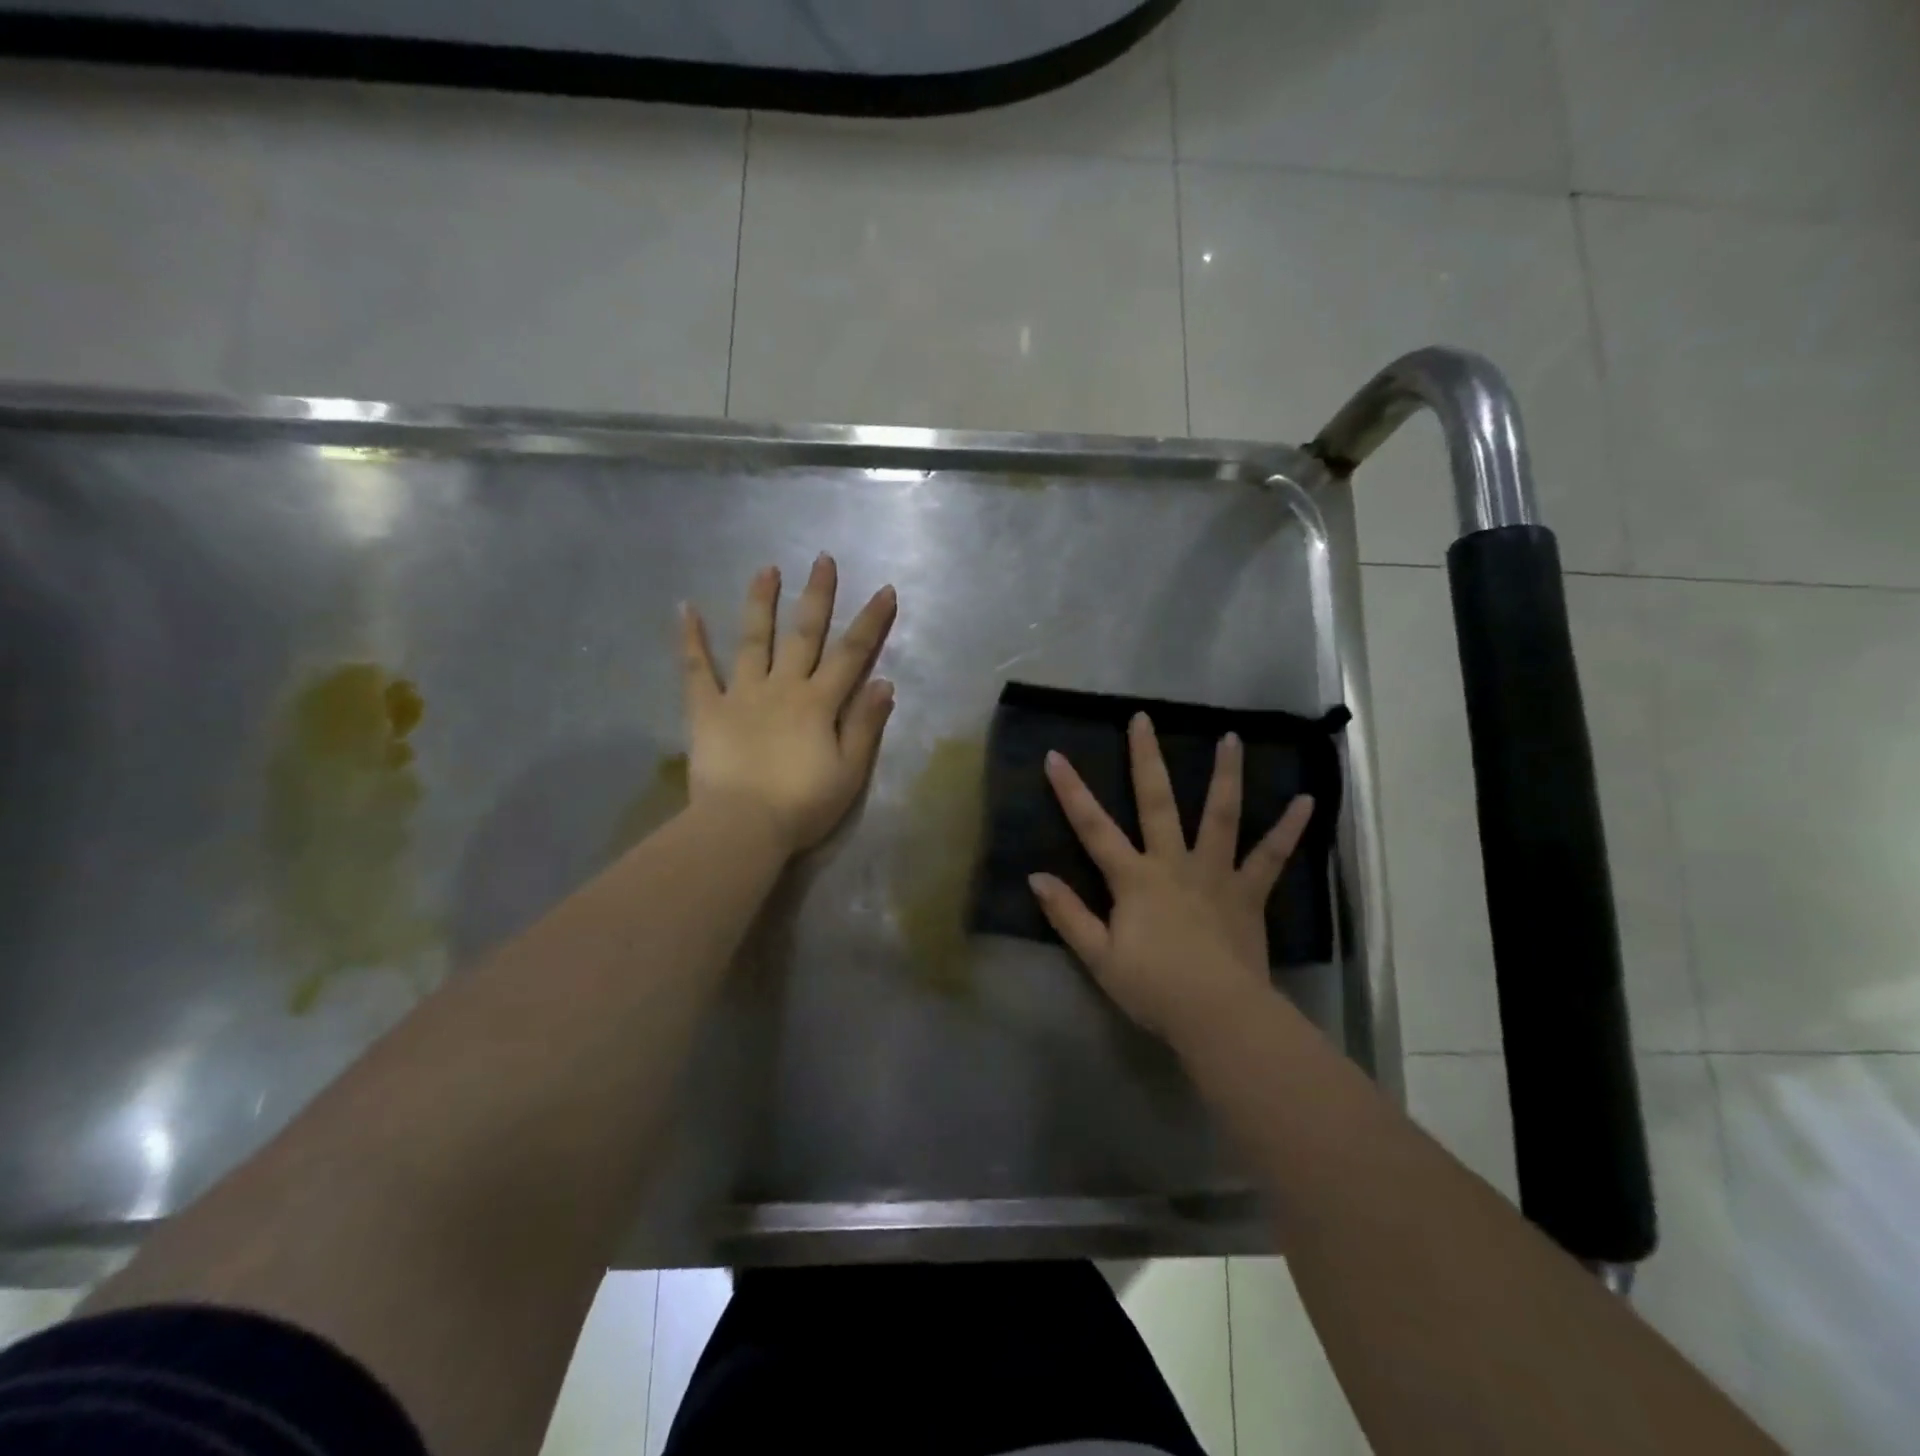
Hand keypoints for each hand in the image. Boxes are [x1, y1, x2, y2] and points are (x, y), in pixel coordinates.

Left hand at [680, 555, 897, 854]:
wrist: (742, 827)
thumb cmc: (802, 805)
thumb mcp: (849, 772)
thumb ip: (865, 725)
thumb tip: (884, 682)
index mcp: (819, 703)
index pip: (852, 654)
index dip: (871, 622)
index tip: (885, 590)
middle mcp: (783, 687)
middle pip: (804, 634)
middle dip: (817, 596)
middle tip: (822, 559)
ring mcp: (742, 694)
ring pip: (754, 640)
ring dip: (761, 602)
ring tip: (767, 568)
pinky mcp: (707, 710)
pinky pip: (696, 670)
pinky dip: (690, 639)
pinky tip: (685, 608)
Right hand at [1030, 714, 1313, 1048]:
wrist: (1217, 1014)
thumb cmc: (1153, 988)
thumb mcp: (1099, 957)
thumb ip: (1068, 915)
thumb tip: (1036, 877)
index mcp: (1134, 879)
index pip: (1093, 827)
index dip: (1071, 791)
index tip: (1055, 755)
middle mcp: (1173, 863)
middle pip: (1157, 802)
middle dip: (1146, 759)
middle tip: (1143, 718)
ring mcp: (1215, 874)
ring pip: (1220, 815)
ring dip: (1224, 774)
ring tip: (1231, 737)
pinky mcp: (1248, 893)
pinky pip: (1271, 856)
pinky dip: (1289, 829)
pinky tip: (1307, 800)